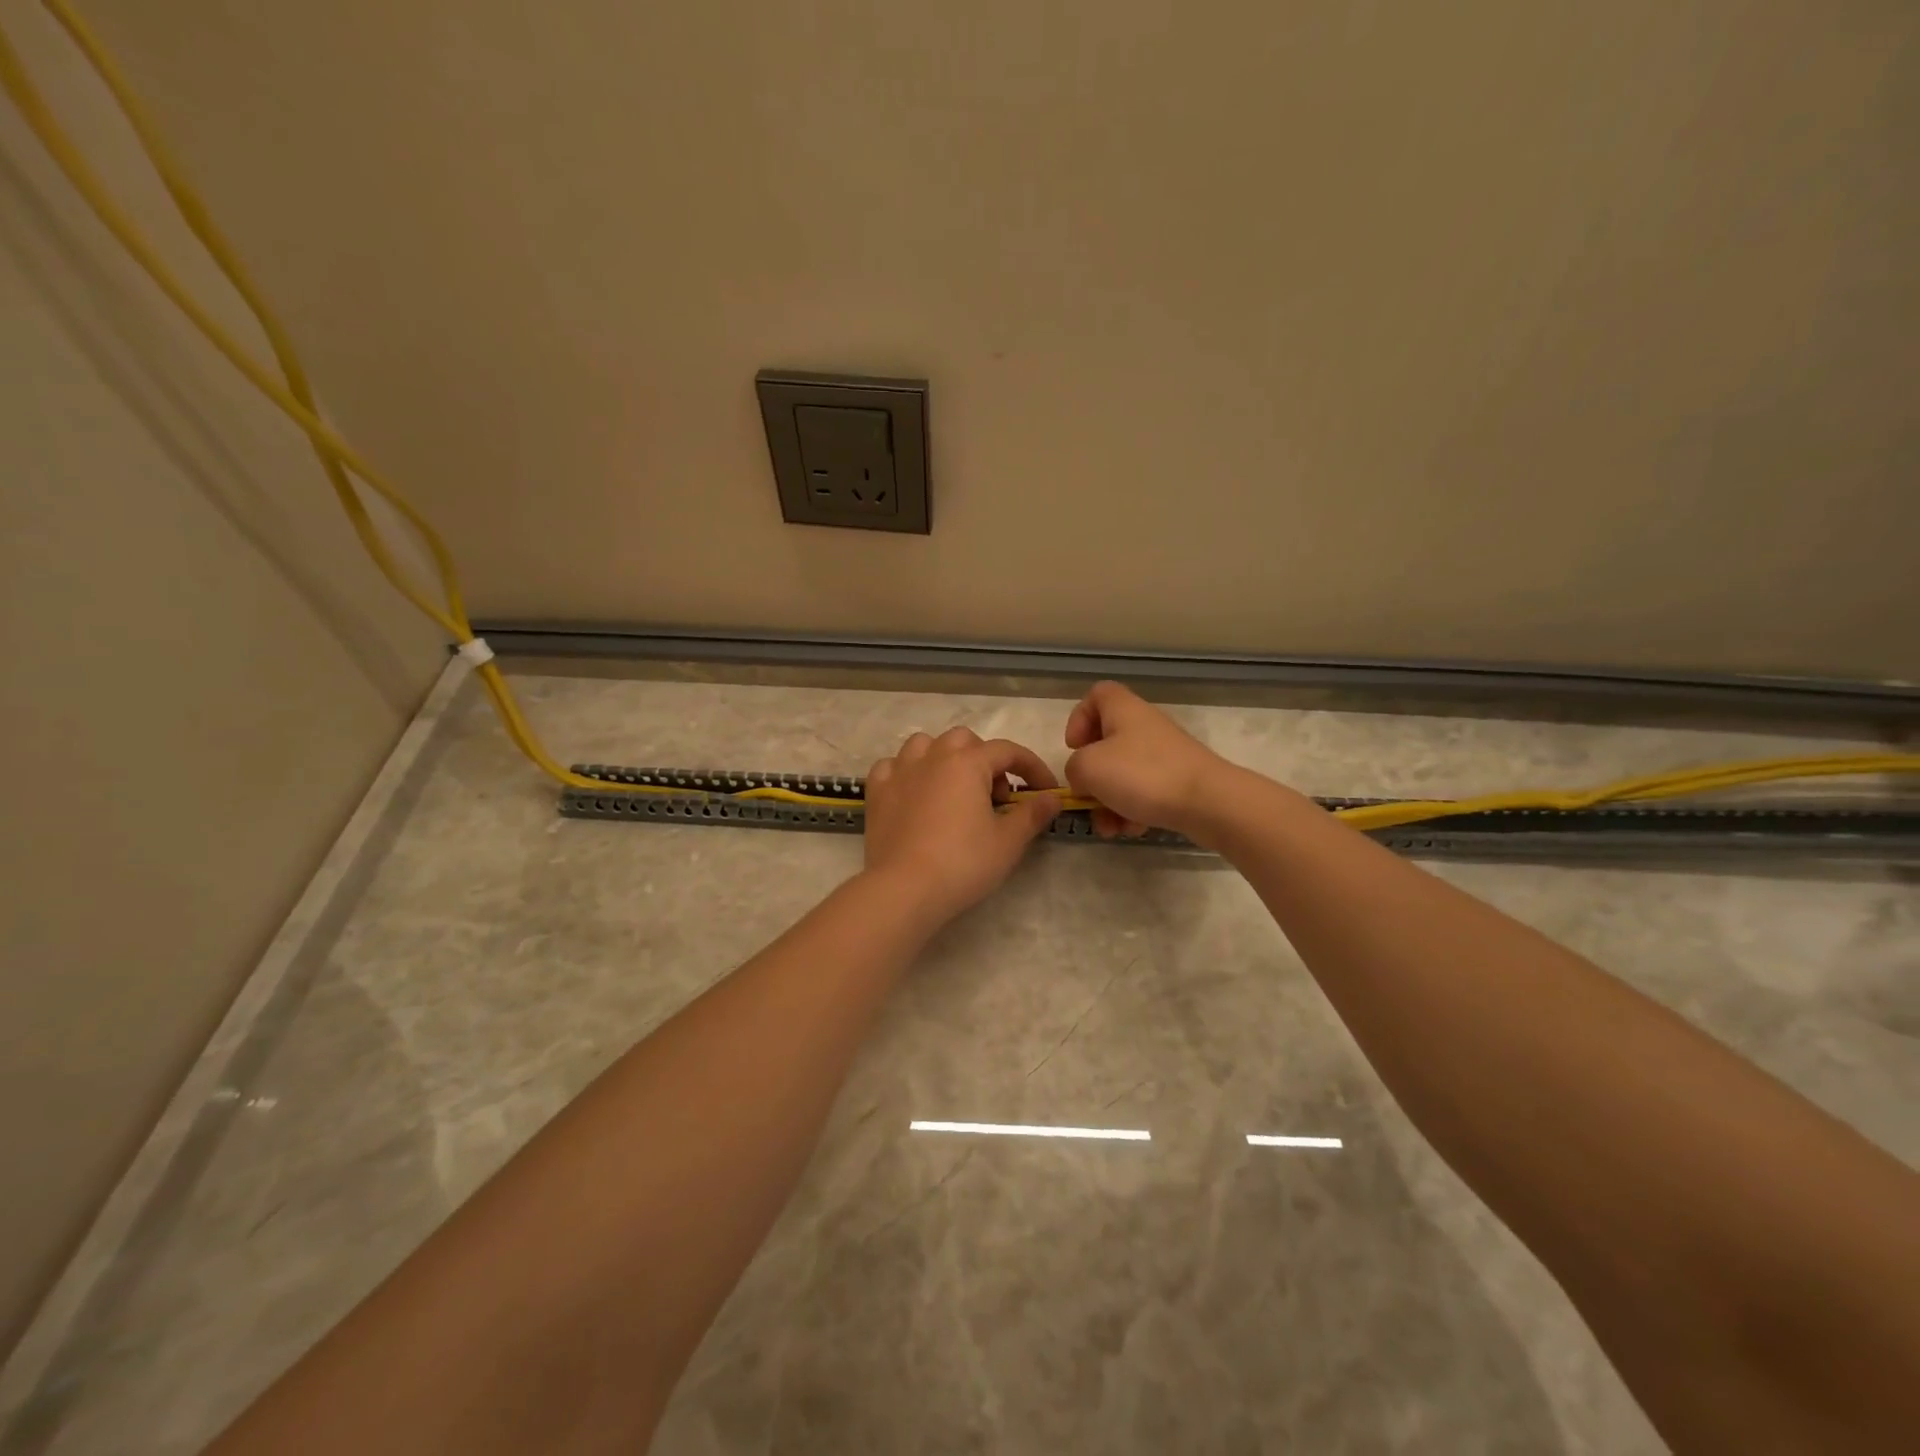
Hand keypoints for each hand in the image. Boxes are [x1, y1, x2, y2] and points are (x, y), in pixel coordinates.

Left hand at [862, 727, 1060, 925]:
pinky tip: (914, 793)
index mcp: (967, 763)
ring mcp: (900, 771)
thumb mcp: (1008, 842)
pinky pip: (892, 766)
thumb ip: (1032, 814)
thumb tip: (1052, 797)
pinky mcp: (877, 792)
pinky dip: (907, 772)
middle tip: (995, 797)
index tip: (1045, 791)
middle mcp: (932, 757)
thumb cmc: (962, 863)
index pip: (1007, 751)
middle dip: (985, 760)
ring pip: (924, 745)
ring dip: (944, 758)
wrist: (904, 889)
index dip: (1031, 767)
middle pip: (964, 740)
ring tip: (954, 789)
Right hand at [1063, 681, 1233, 839]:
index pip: (1097, 695)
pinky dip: (1133, 811)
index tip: (1074, 747)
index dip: (1078, 718)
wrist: (1208, 802)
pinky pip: (1144, 793)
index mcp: (1123, 710)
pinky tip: (1134, 828)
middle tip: (1087, 795)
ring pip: (1123, 775)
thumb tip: (1084, 779)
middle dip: (1092, 776)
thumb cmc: (1142, 775)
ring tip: (1110, 827)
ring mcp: (1164, 755)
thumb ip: (1074, 768)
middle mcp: (1144, 726)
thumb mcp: (1089, 768)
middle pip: (1107, 743)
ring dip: (1108, 802)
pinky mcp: (1178, 781)